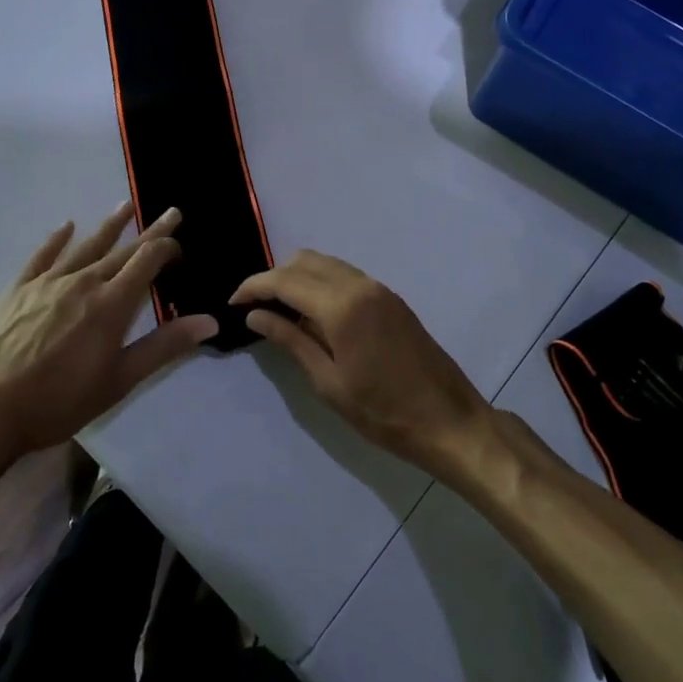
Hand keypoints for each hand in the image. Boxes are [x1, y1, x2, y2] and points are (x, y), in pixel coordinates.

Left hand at [0, 204, 217, 463]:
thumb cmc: (58, 401)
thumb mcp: (118, 381)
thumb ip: (163, 347)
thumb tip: (209, 320)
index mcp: (112, 304)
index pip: (147, 261)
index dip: (167, 248)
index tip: (180, 246)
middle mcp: (84, 281)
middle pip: (123, 249)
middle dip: (150, 231)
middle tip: (170, 213)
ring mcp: (49, 281)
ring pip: (87, 245)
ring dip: (110, 225)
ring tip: (126, 205)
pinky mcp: (20, 288)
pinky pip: (43, 255)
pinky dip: (57, 239)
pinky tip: (66, 226)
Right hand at [232, 251, 490, 474]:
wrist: (449, 420)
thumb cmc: (383, 412)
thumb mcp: (328, 383)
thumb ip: (291, 341)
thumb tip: (255, 315)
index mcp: (341, 306)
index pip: (285, 280)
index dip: (254, 287)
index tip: (233, 302)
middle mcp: (360, 285)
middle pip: (305, 261)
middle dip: (274, 277)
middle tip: (255, 307)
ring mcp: (379, 288)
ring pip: (326, 264)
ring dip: (298, 277)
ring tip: (280, 310)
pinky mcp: (390, 298)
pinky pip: (346, 275)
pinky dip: (322, 282)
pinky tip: (313, 313)